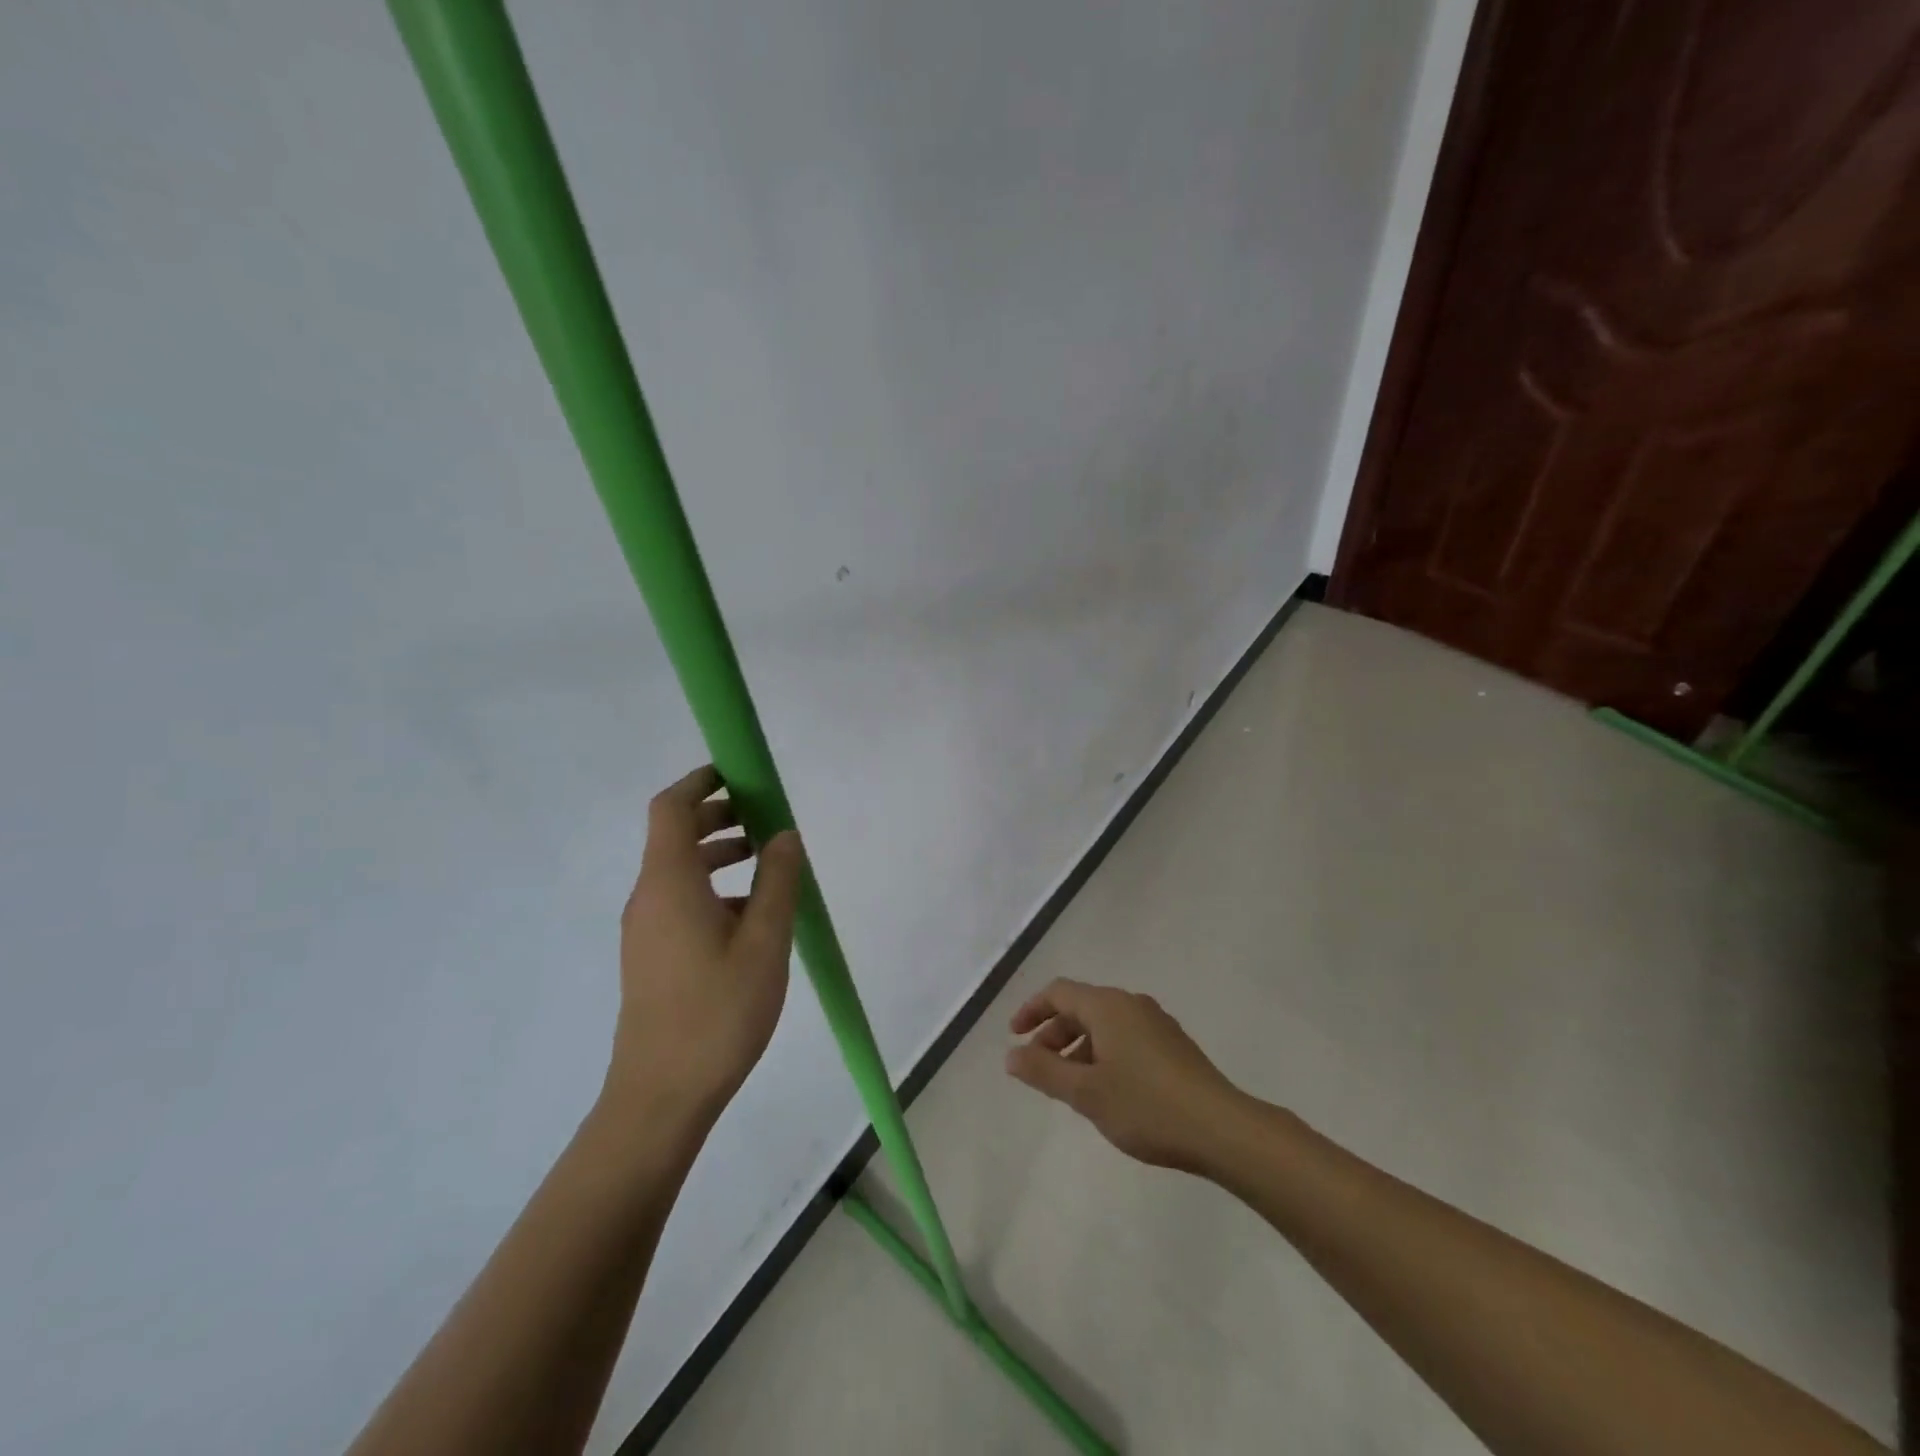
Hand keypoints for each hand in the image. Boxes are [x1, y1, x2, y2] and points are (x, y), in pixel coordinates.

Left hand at [605, 765, 805, 1128]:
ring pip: (679, 871)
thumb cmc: (717, 1012)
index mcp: (669, 883)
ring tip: (767, 863)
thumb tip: (783, 835)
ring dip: (718, 854)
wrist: (660, 1096)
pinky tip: (751, 916)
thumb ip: (777, 881)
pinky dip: (712, 888)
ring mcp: (645, 929)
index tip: (739, 774)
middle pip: (675, 836)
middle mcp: (648, 897)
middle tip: (764, 818)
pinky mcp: (650, 956)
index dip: (700, 782)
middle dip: (719, 817)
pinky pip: (679, 901)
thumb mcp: (764, 942)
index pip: (671, 808)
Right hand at [1006, 978, 1246, 1173]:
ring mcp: (1156, 1023)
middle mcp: (1131, 1004)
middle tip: (1037, 1067)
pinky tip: (1107, 1090)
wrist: (1222, 1128)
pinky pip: (1125, 1037)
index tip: (1014, 1036)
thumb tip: (1011, 1054)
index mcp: (1108, 1005)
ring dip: (1078, 1047)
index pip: (1059, 992)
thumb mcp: (1086, 1093)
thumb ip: (1044, 1071)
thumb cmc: (1146, 1106)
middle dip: (1054, 1033)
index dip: (1031, 1010)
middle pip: (1081, 1006)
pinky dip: (1103, 1053)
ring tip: (1069, 1085)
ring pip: (1104, 1024)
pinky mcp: (1173, 1046)